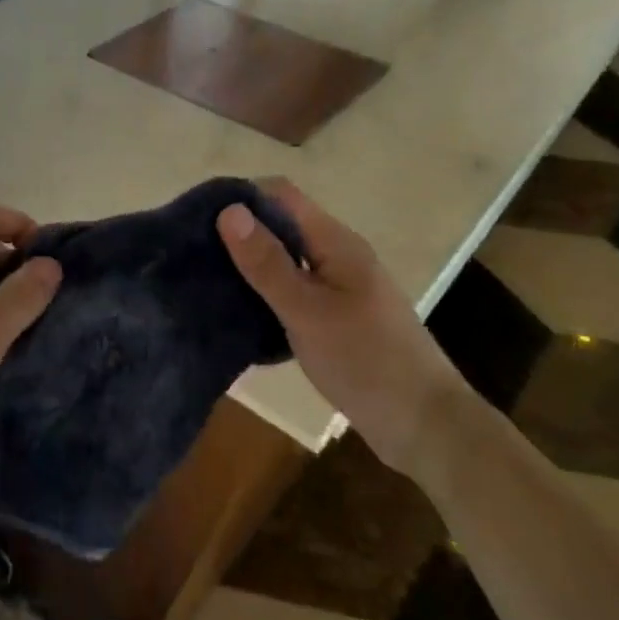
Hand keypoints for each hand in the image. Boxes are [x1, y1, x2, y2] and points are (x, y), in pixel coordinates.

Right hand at [217, 180, 461, 470]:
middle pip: (282, 225)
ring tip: (207, 280)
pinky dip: (266, 294)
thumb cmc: (365, 361)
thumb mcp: (307, 311)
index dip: (241, 197)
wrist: (424, 425)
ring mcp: (340, 287)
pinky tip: (240, 312)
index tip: (198, 218)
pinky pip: (293, 290)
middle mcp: (338, 255)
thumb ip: (267, 263)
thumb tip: (229, 210)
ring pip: (286, 260)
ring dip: (251, 265)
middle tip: (195, 253)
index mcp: (335, 242)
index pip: (281, 194)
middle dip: (240, 233)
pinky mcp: (337, 317)